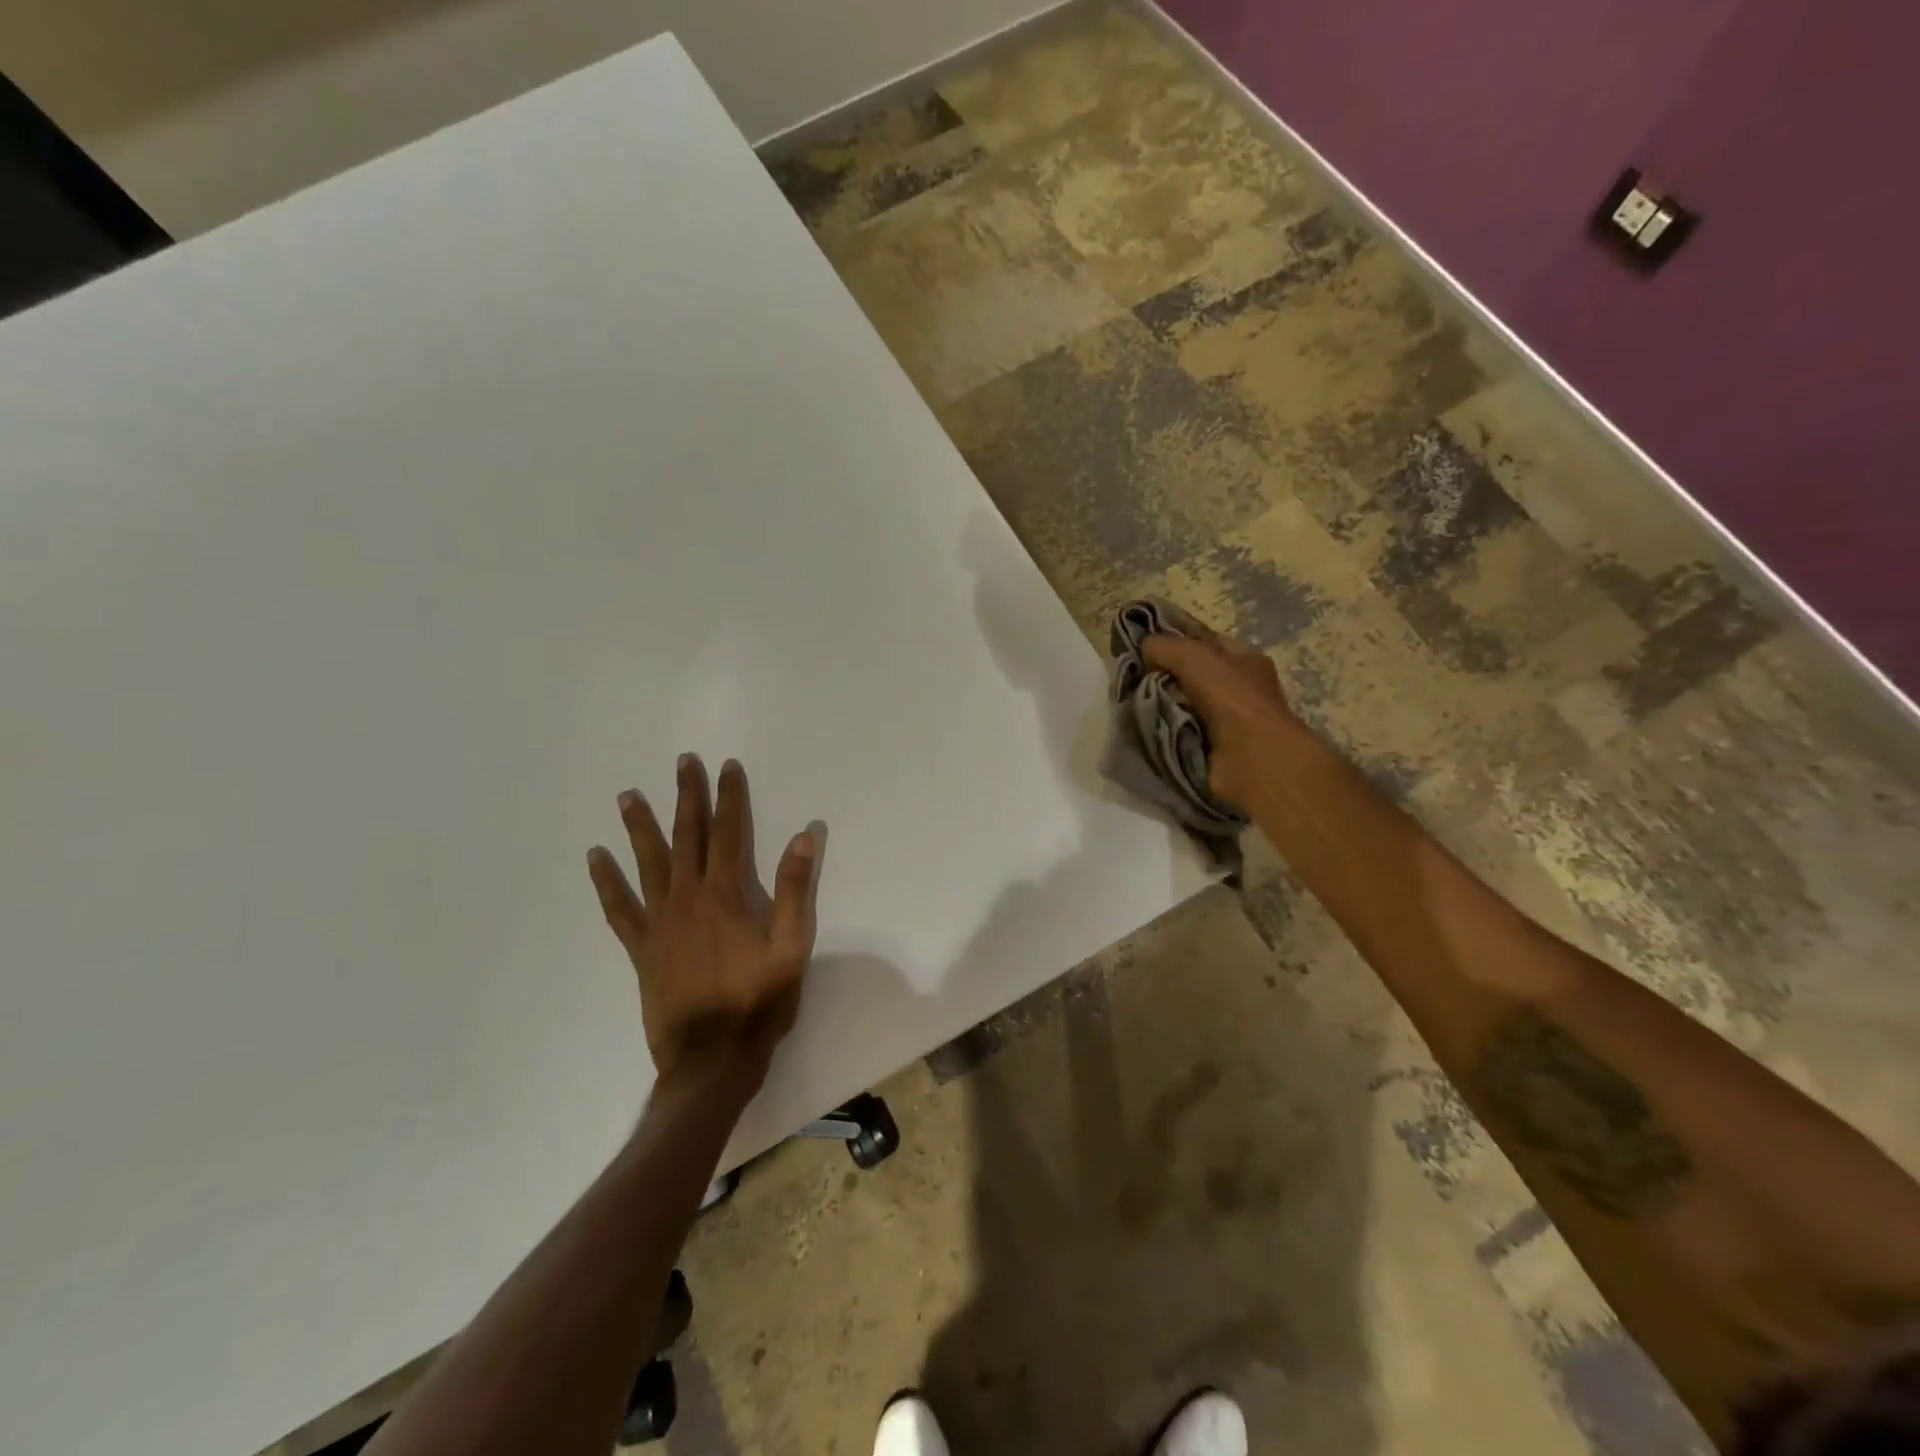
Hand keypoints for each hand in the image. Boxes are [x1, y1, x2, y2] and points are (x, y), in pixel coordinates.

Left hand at [587, 754, 819, 1093]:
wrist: (711, 1060)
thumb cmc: (759, 1003)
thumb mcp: (791, 947)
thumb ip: (795, 891)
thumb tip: (802, 837)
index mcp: (725, 896)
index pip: (729, 833)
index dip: (729, 797)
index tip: (726, 766)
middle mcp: (688, 899)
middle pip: (687, 837)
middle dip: (687, 798)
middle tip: (682, 763)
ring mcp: (659, 923)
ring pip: (648, 864)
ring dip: (640, 827)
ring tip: (628, 795)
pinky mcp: (641, 949)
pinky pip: (619, 908)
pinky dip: (607, 882)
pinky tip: (596, 858)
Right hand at [1142, 616, 1298, 806]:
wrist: (1253, 760)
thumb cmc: (1232, 699)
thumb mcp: (1195, 657)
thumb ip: (1164, 646)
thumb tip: (1143, 647)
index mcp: (1243, 658)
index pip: (1202, 640)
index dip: (1173, 638)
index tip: (1140, 643)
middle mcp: (1237, 686)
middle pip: (1189, 673)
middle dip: (1161, 674)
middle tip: (1131, 675)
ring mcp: (1227, 719)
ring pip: (1181, 702)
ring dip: (1159, 704)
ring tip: (1131, 701)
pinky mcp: (1213, 747)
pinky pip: (1179, 730)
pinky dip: (1163, 729)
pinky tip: (1144, 726)